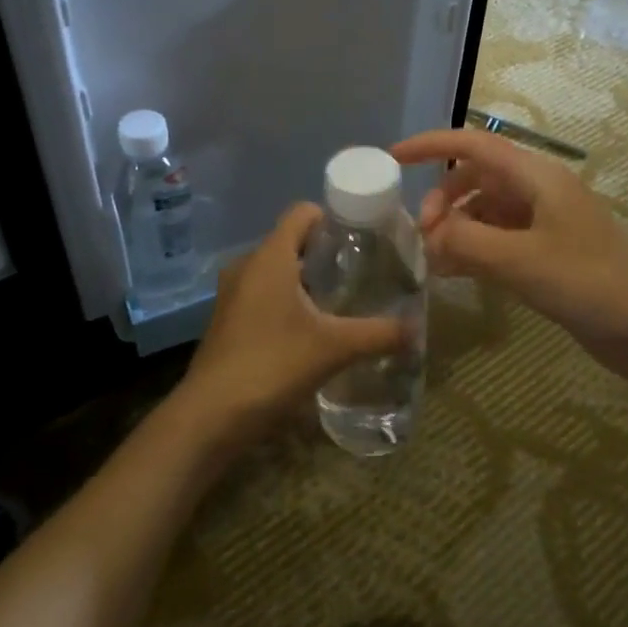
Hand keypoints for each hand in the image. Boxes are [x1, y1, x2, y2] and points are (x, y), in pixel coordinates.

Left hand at [175, 203, 409, 447]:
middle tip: (361, 273)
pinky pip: (263, 294)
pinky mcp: (227, 318)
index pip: (302, 212)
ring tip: (341, 303)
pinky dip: (287, 301)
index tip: (364, 237)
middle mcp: (247, 265)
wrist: (212, 414)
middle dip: (326, 253)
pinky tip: (310, 330)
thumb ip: (378, 334)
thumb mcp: (334, 348)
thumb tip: (415, 329)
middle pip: (291, 241)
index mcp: (270, 256)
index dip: (334, 217)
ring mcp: (233, 293)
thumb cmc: (273, 365)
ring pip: (276, 271)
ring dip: (306, 280)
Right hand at [390, 128, 627, 378]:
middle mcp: (538, 192)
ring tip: (435, 261)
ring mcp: (543, 224)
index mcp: (537, 177)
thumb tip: (430, 236)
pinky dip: (472, 249)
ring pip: (484, 211)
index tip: (394, 158)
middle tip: (425, 237)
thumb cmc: (589, 282)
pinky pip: (497, 239)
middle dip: (443, 200)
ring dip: (456, 228)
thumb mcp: (520, 260)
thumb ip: (466, 242)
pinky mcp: (546, 254)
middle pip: (475, 178)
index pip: (474, 145)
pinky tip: (455, 274)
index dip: (432, 146)